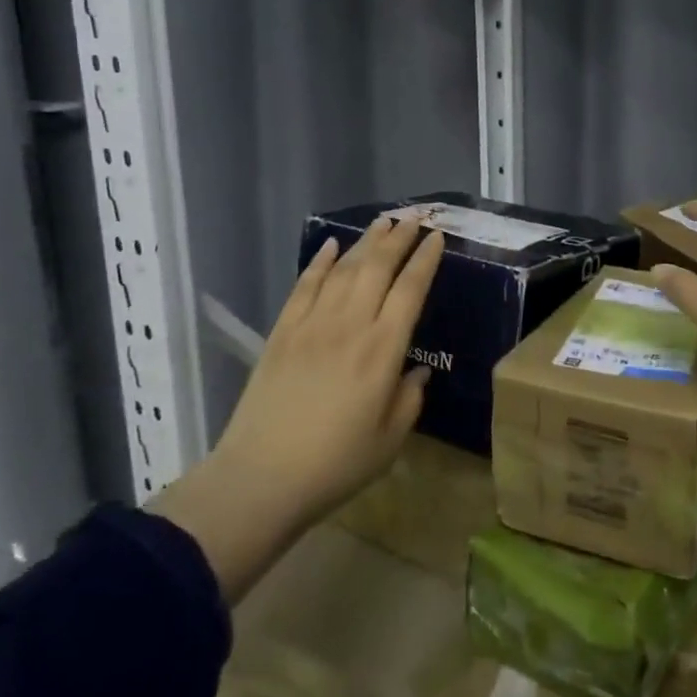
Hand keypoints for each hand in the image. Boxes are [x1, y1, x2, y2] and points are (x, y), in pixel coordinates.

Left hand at [214, 215, 444, 522]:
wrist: (260, 478)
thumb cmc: (335, 464)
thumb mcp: (390, 439)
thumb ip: (410, 397)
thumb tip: (417, 370)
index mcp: (383, 350)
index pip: (410, 290)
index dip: (425, 260)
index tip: (437, 238)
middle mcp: (350, 326)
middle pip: (377, 268)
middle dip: (398, 239)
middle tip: (414, 218)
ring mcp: (312, 325)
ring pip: (343, 270)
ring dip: (365, 242)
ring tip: (382, 223)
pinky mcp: (282, 333)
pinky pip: (303, 286)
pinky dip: (319, 262)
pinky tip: (330, 246)